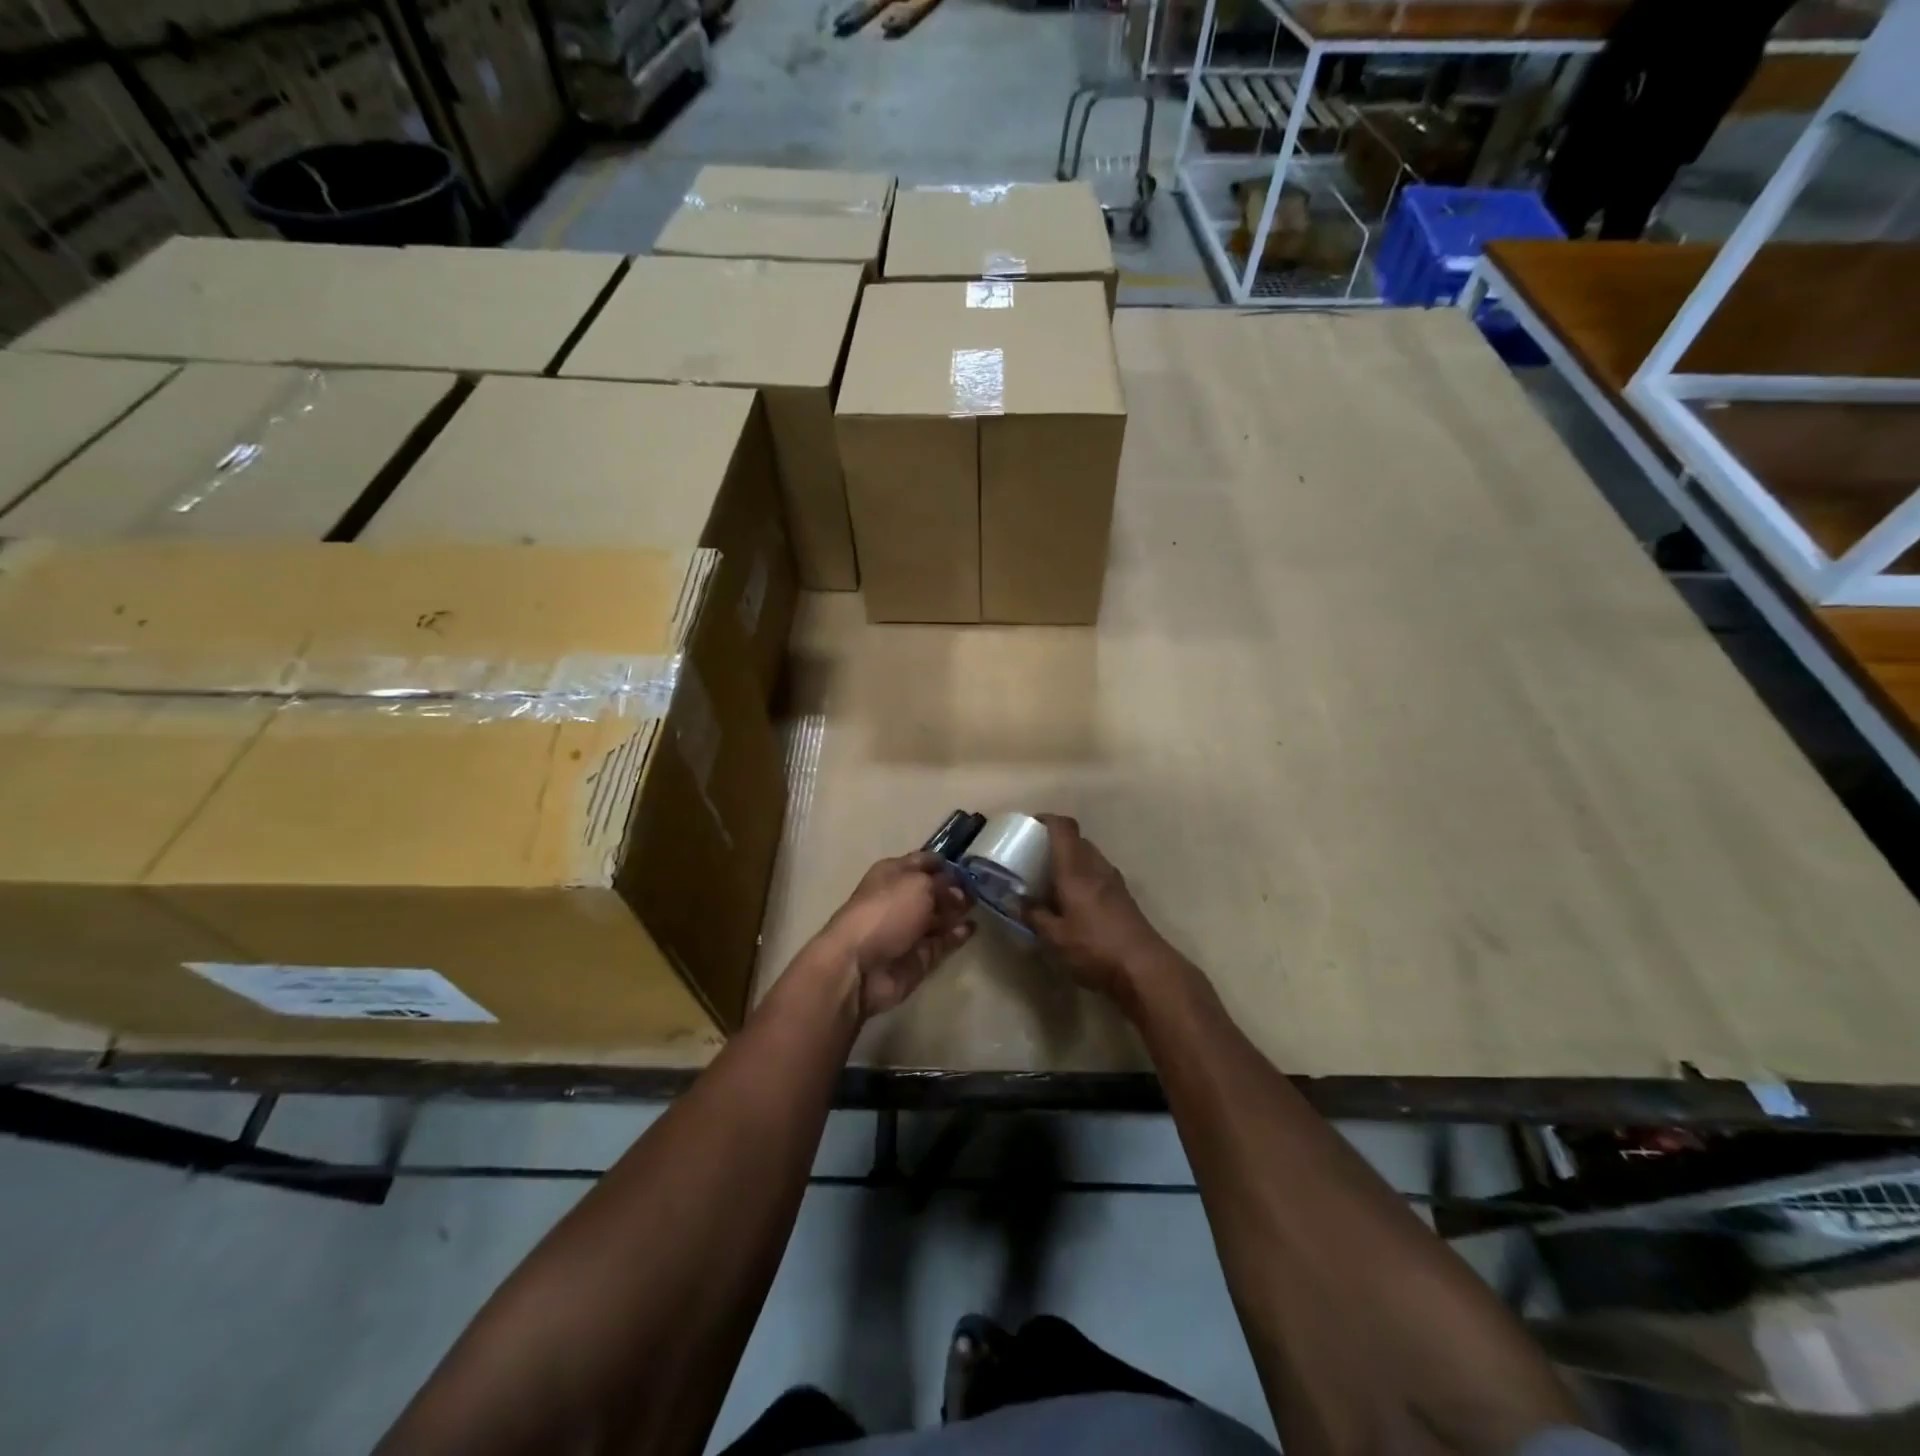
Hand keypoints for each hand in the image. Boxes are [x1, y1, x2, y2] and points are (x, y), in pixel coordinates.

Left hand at [811, 852, 974, 1018]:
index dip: (946, 862)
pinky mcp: (918, 957)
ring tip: (981, 907)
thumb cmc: (886, 912)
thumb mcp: (918, 885)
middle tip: (981, 889)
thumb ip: (943, 884)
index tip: (973, 864)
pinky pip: (942, 942)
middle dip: (956, 888)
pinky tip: (971, 928)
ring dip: (958, 911)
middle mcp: (901, 899)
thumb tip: (958, 891)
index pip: (924, 862)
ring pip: (940, 916)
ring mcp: (909, 929)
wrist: (859, 966)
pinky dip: (957, 935)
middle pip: (934, 890)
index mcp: (893, 874)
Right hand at [1025, 815, 1176, 1003]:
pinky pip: (1098, 874)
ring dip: (1070, 861)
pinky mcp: (1124, 897)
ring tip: (1051, 882)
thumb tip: (1018, 901)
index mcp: (1076, 870)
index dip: (1046, 819)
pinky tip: (1073, 902)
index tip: (1029, 827)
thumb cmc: (1094, 948)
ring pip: (1089, 857)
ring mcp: (1114, 881)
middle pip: (1077, 840)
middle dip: (1055, 843)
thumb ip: (1034, 916)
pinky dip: (1083, 877)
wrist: (1145, 969)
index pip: (1064, 827)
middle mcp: (1097, 867)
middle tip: (1034, 859)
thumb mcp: (1054, 938)